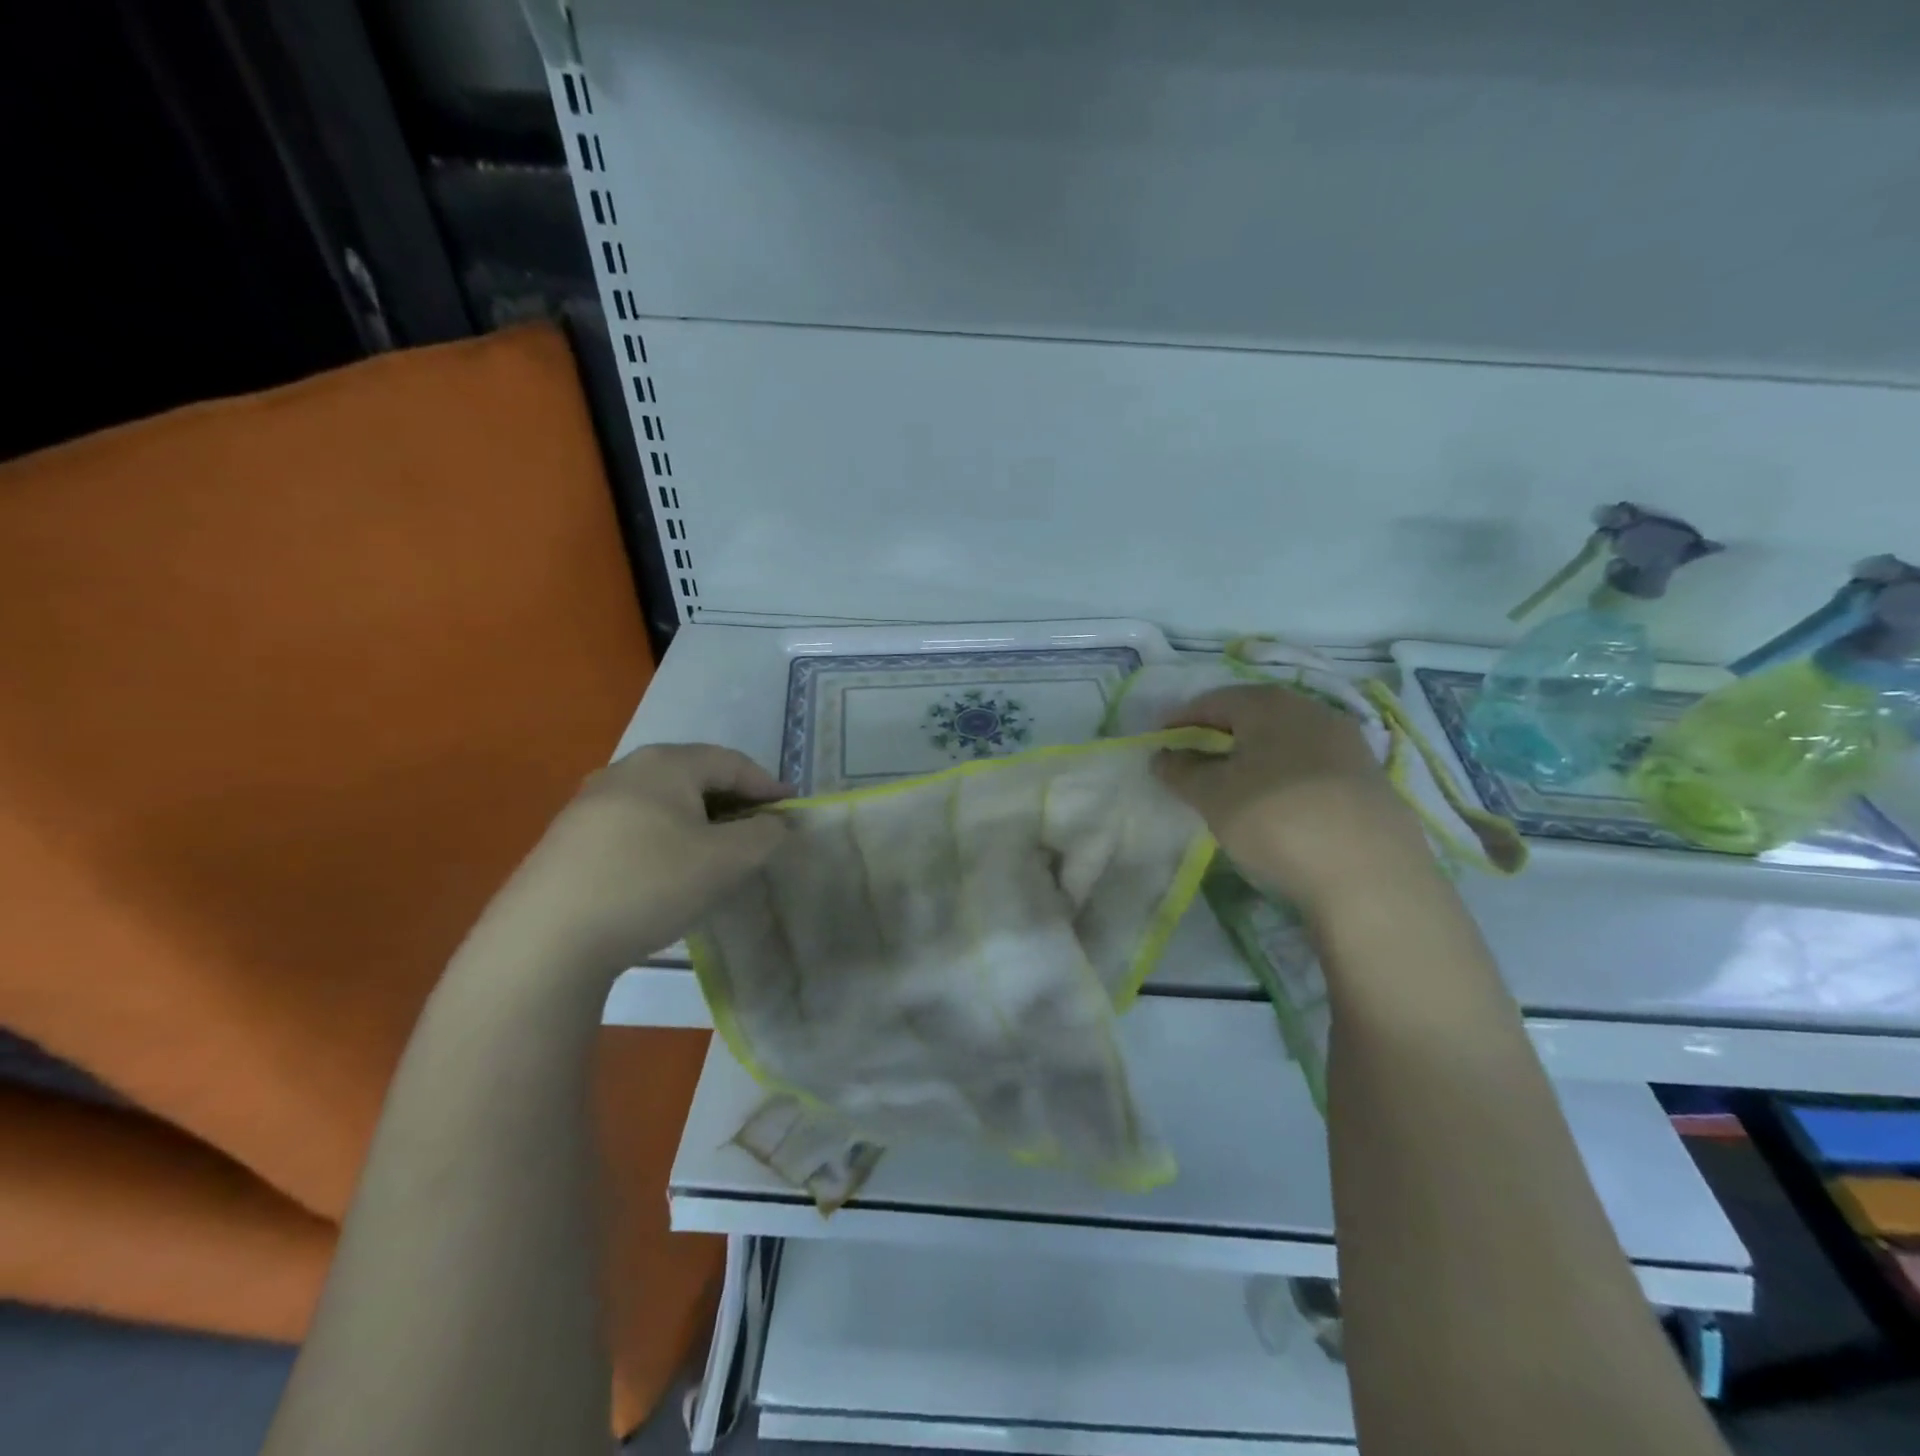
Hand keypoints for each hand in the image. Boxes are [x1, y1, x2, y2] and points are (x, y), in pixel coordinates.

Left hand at [484, 743, 791, 974]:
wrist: (546, 940)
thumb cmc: (649, 884)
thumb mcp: (726, 861)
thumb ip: (764, 835)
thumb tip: (775, 823)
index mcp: (665, 764)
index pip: (731, 762)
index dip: (767, 785)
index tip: (792, 811)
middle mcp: (625, 770)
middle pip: (695, 776)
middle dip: (733, 801)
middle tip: (759, 830)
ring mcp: (590, 804)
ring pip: (664, 802)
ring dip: (699, 822)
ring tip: (718, 852)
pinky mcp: (569, 840)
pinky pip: (635, 826)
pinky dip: (666, 839)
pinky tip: (669, 872)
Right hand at [1155, 685, 1430, 916]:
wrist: (1370, 873)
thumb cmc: (1275, 819)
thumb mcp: (1212, 796)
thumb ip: (1181, 771)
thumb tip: (1164, 756)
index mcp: (1269, 704)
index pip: (1213, 701)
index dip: (1181, 720)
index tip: (1160, 742)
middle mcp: (1312, 710)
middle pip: (1253, 715)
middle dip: (1219, 734)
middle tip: (1194, 761)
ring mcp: (1347, 742)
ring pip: (1285, 738)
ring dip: (1254, 754)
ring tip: (1234, 783)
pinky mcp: (1369, 777)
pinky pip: (1311, 763)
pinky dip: (1284, 773)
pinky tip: (1278, 802)